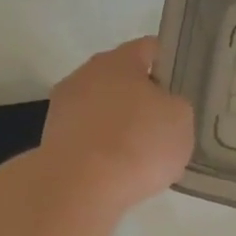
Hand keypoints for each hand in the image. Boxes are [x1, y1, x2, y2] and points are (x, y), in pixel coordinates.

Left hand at [42, 37, 194, 212]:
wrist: (80, 187)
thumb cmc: (137, 142)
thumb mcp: (181, 119)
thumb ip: (175, 105)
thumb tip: (162, 108)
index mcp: (119, 60)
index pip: (150, 49)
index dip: (170, 65)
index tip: (183, 88)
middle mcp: (86, 74)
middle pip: (122, 79)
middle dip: (143, 98)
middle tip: (165, 124)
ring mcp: (63, 107)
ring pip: (102, 108)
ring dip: (119, 124)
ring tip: (141, 154)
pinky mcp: (52, 139)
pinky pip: (88, 136)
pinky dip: (102, 148)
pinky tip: (118, 170)